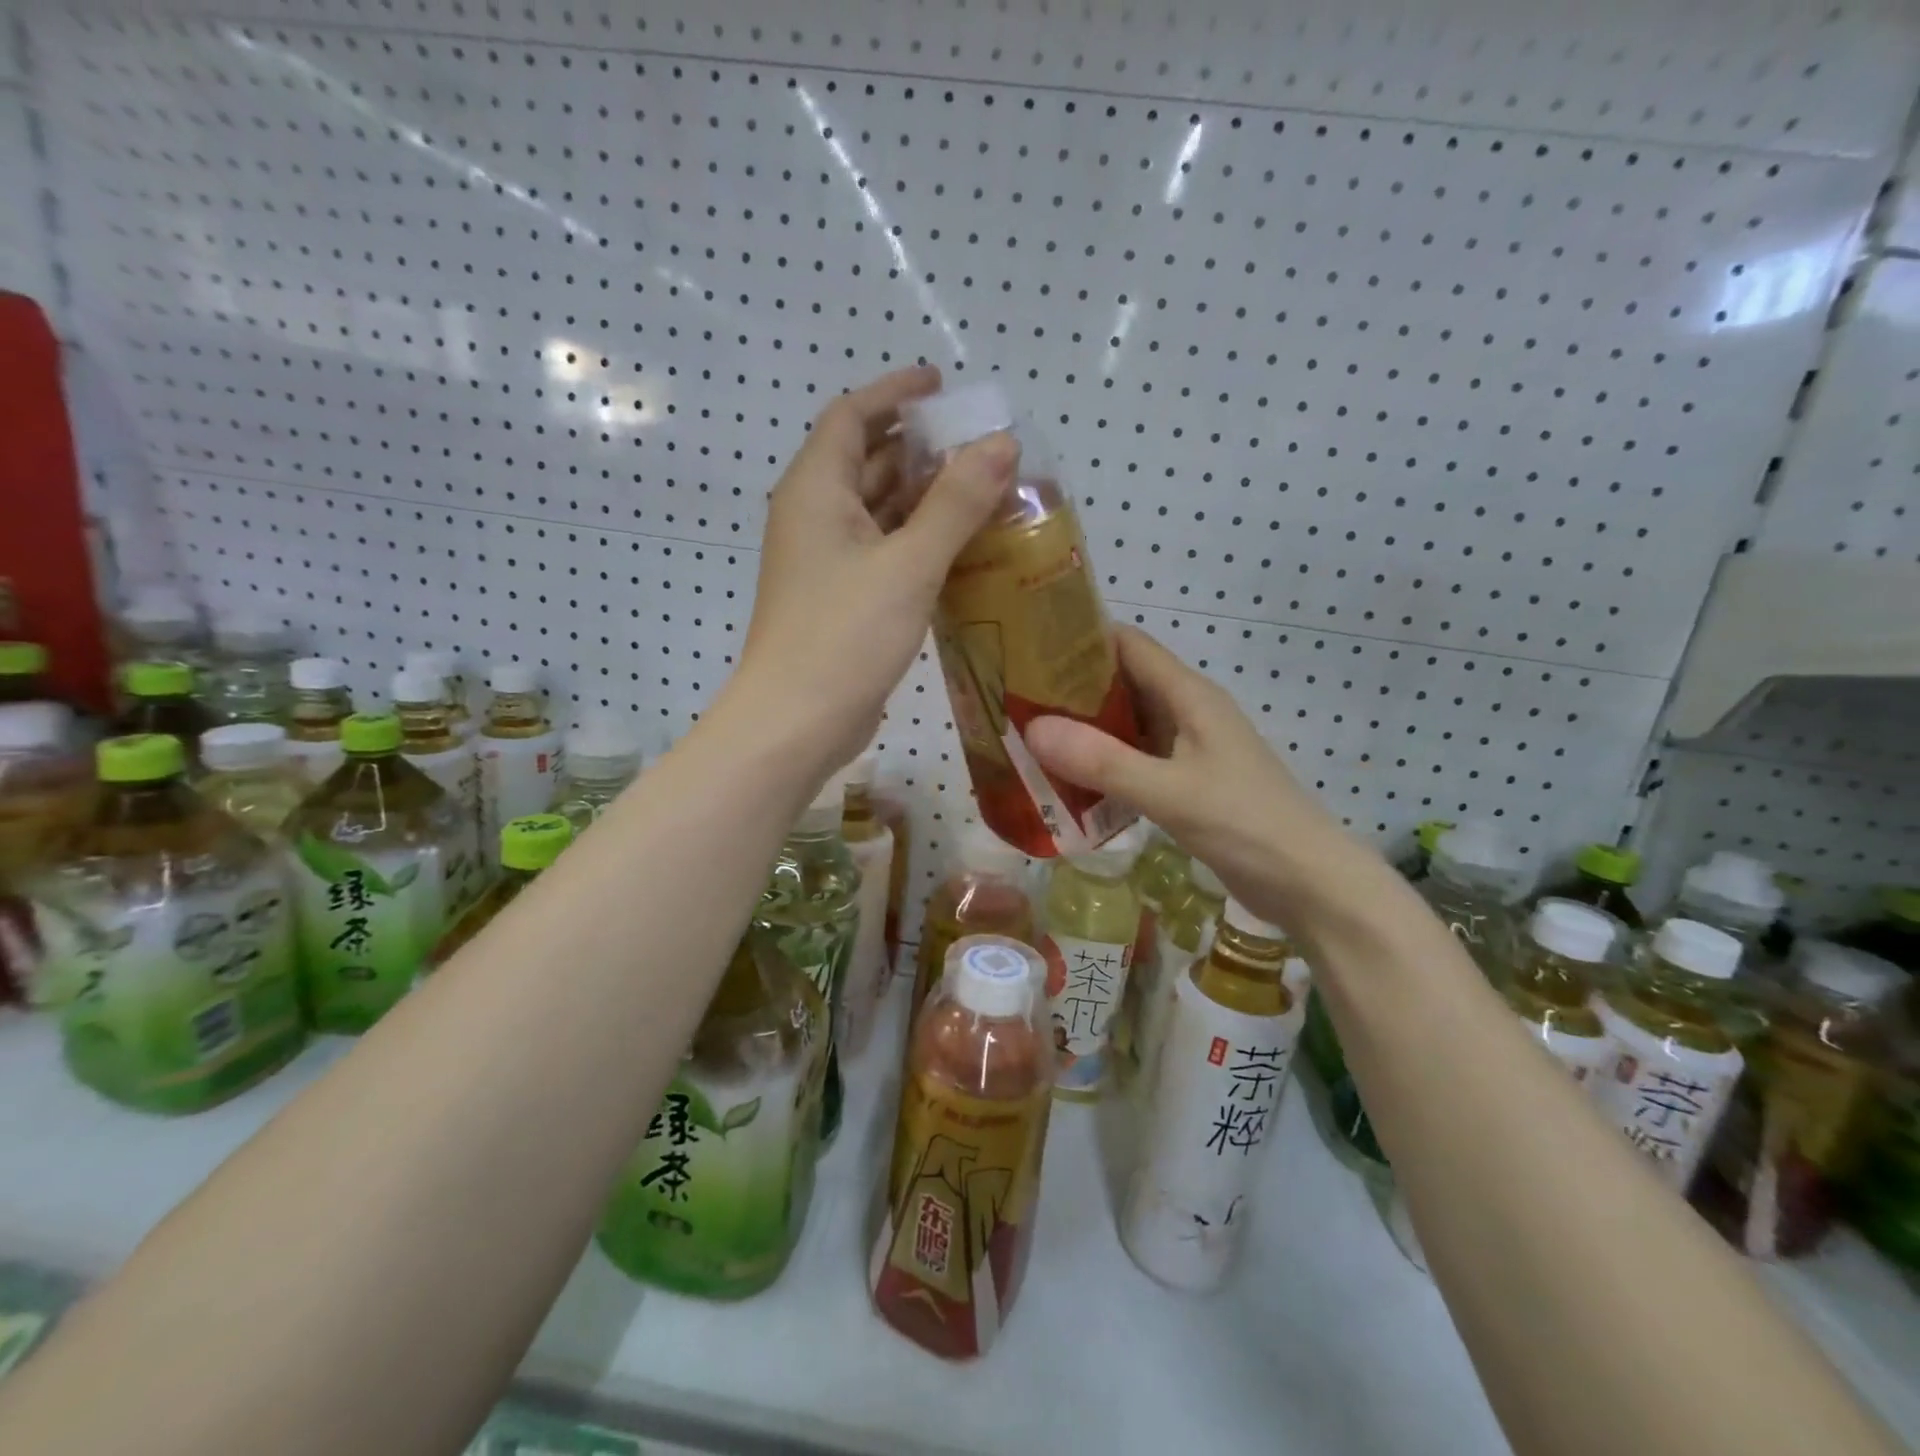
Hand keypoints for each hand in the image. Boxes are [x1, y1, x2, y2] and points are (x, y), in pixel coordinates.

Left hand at [728, 365, 1017, 778]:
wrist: (796, 723)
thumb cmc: (845, 636)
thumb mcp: (909, 564)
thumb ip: (956, 503)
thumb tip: (1001, 444)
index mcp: (816, 490)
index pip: (852, 415)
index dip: (895, 392)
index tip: (942, 385)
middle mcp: (815, 516)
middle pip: (866, 461)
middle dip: (920, 448)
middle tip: (980, 447)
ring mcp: (825, 561)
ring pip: (877, 510)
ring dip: (924, 498)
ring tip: (984, 492)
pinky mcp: (840, 598)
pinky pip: (882, 551)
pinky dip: (918, 541)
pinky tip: (962, 549)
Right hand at [1025, 627, 1389, 926]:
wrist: (1308, 883)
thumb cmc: (1246, 825)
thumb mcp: (1170, 792)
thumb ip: (1103, 761)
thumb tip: (1031, 727)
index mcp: (1189, 696)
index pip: (1128, 645)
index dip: (1080, 638)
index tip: (1028, 647)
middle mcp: (1187, 712)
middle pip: (1122, 682)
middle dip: (1071, 687)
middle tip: (1014, 698)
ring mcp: (1188, 748)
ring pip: (1126, 723)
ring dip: (1084, 728)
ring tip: (1029, 736)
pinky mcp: (1187, 781)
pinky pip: (1134, 759)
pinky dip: (1102, 764)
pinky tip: (1068, 781)